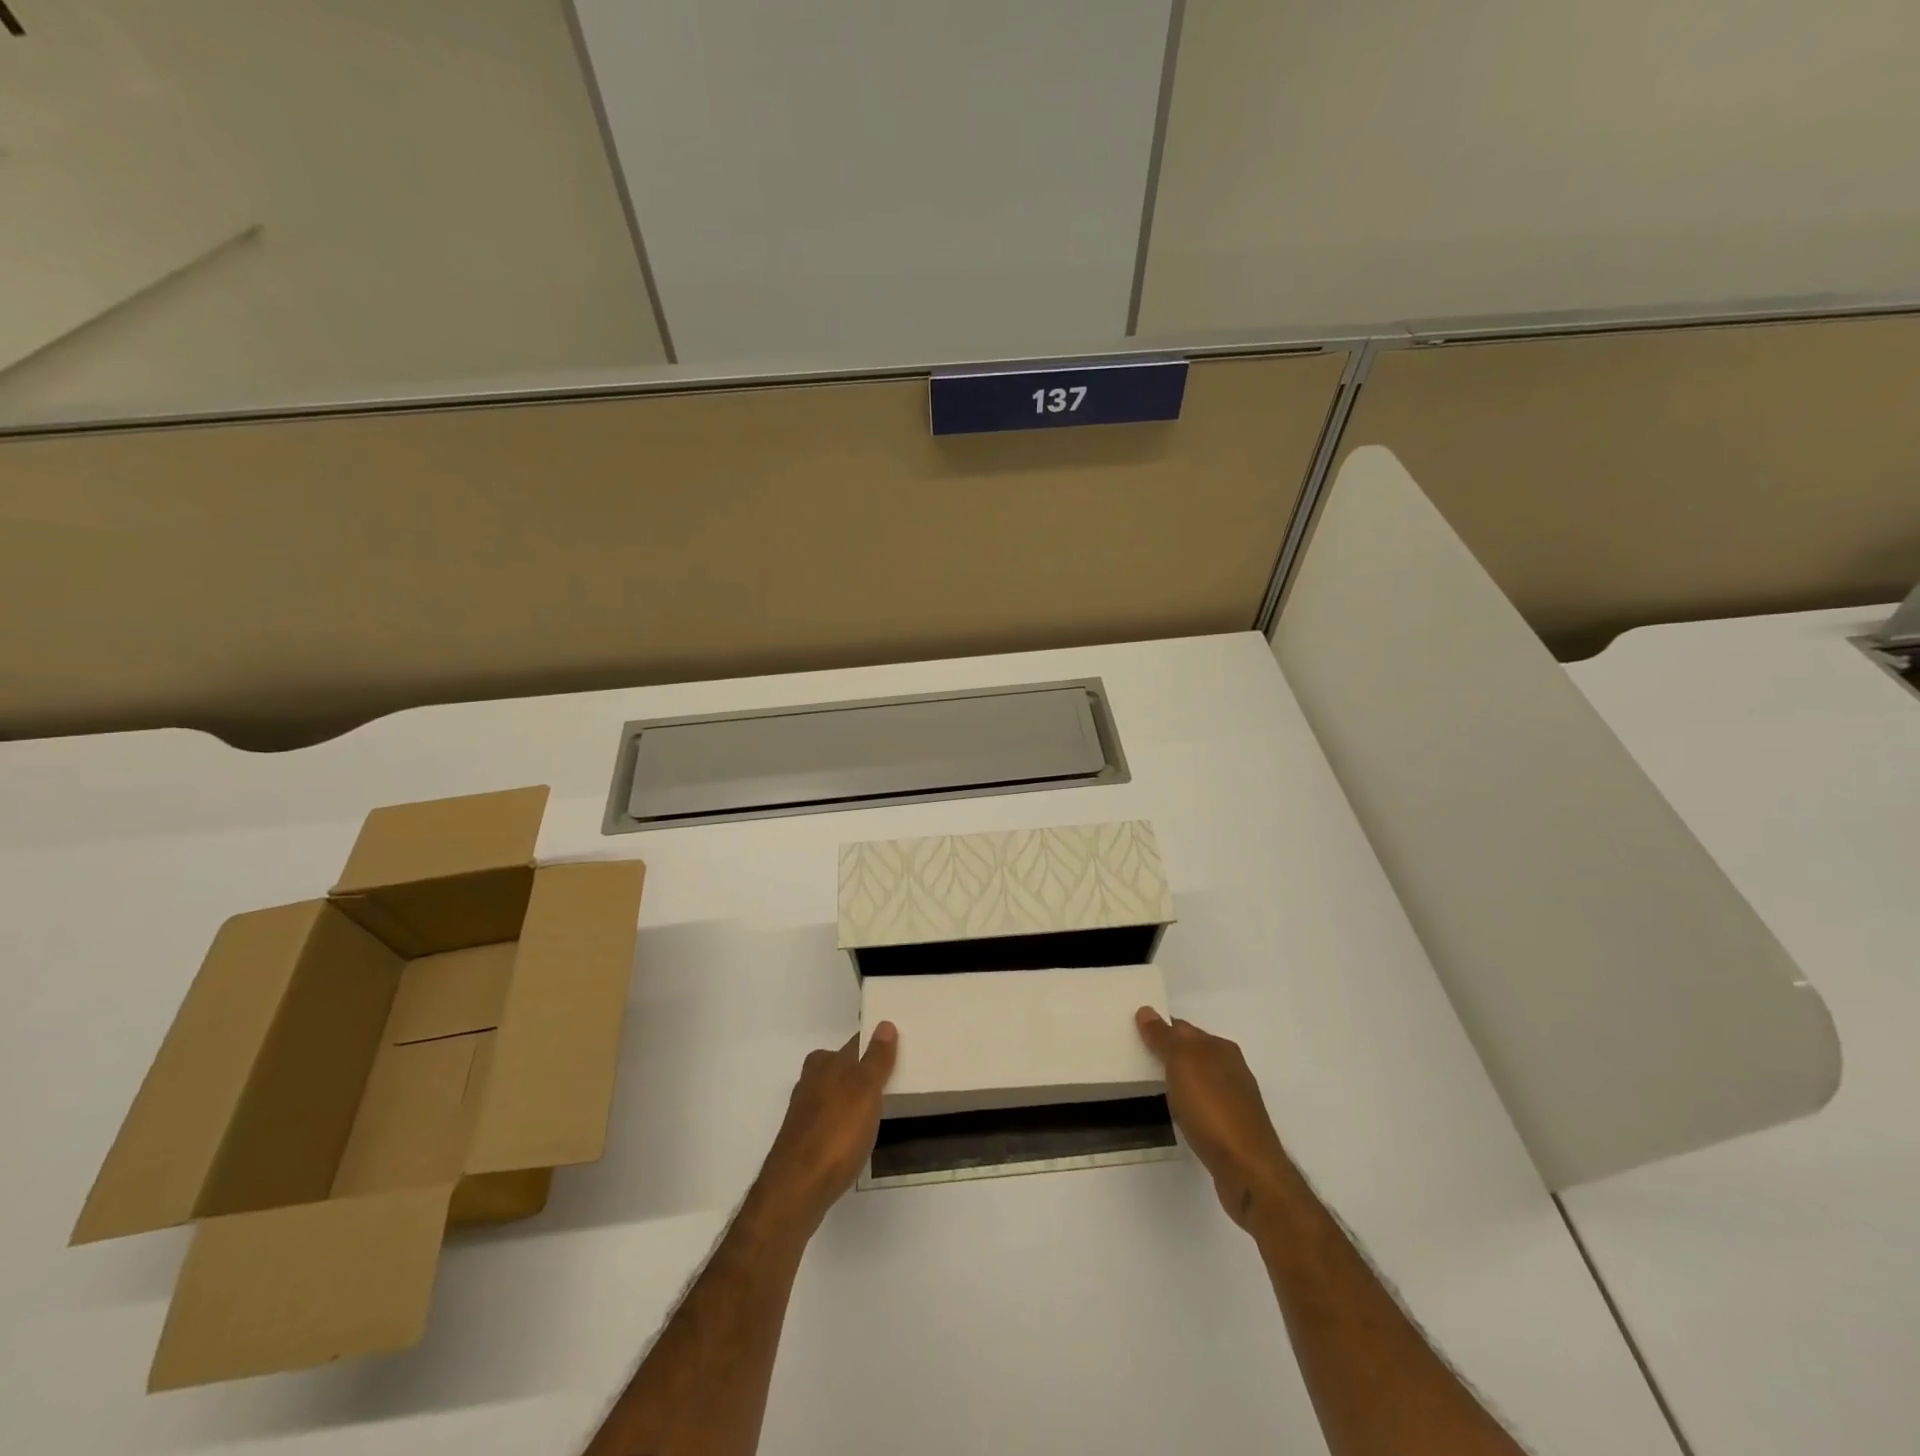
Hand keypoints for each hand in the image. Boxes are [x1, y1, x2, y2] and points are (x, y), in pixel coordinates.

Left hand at [751, 1023, 898, 1235]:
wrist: (797, 1188)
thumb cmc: (837, 1133)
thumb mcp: (865, 1090)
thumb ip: (876, 1059)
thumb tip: (884, 1024)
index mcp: (826, 1064)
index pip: (855, 1043)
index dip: (874, 1043)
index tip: (895, 1045)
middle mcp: (811, 1081)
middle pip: (838, 1066)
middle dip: (858, 1068)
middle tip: (887, 1077)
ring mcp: (803, 1112)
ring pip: (831, 1092)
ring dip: (848, 1095)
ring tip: (874, 1107)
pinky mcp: (801, 1140)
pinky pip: (827, 1119)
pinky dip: (840, 1120)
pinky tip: (853, 1136)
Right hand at [1136, 1008, 1293, 1230]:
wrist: (1248, 1170)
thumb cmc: (1212, 1109)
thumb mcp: (1182, 1063)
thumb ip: (1163, 1037)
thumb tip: (1146, 1010)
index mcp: (1221, 1048)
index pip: (1182, 1027)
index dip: (1158, 1028)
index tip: (1133, 1034)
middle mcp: (1231, 1068)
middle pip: (1192, 1052)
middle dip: (1167, 1053)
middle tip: (1135, 1058)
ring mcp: (1235, 1100)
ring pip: (1198, 1079)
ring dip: (1177, 1079)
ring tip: (1152, 1086)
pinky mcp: (1233, 1128)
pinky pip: (1203, 1105)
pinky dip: (1188, 1103)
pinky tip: (1178, 1114)